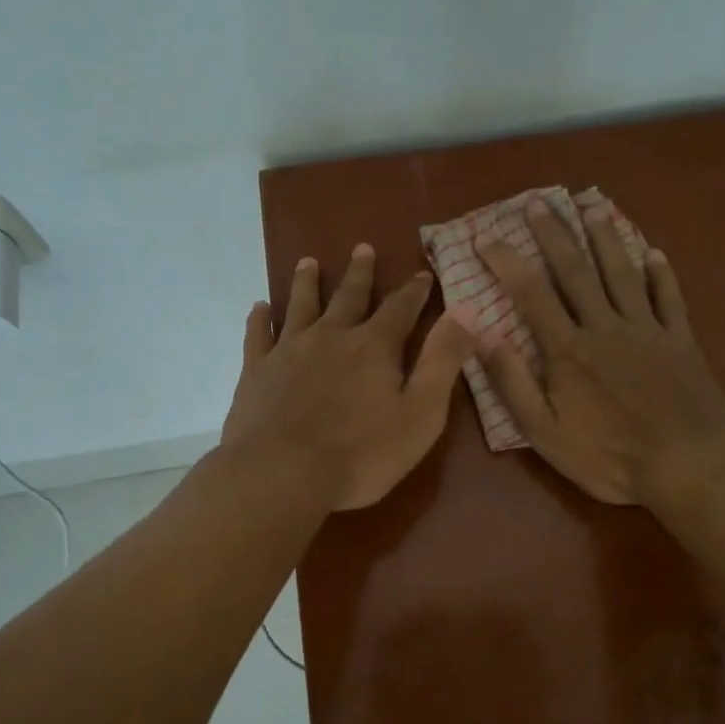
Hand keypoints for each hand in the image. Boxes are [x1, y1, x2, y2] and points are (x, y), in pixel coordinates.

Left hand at [222, 245, 476, 510]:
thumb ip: (443, 360)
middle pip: (348, 296)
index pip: (400, 308)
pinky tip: (259, 308)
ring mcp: (289, 351)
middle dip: (360, 273)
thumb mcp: (421, 413)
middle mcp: (331, 336)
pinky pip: (258, 335)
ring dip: (307, 282)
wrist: (282, 474)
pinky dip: (260, 318)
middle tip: (362, 248)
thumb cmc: (361, 453)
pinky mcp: (256, 371)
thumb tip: (468, 310)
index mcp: (374, 346)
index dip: (414, 290)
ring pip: (300, 306)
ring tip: (309, 262)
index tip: (422, 273)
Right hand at [476, 200, 724, 506]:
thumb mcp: (546, 434)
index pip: (531, 293)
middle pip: (576, 271)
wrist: (689, 466)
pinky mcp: (681, 340)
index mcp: (569, 350)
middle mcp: (606, 327)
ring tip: (592, 208)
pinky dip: (661, 274)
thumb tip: (483, 336)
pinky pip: (669, 298)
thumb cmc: (610, 457)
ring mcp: (647, 330)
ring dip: (605, 239)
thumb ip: (513, 384)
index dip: (507, 261)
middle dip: (554, 234)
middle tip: (539, 201)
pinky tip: (654, 253)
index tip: (487, 236)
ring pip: (622, 273)